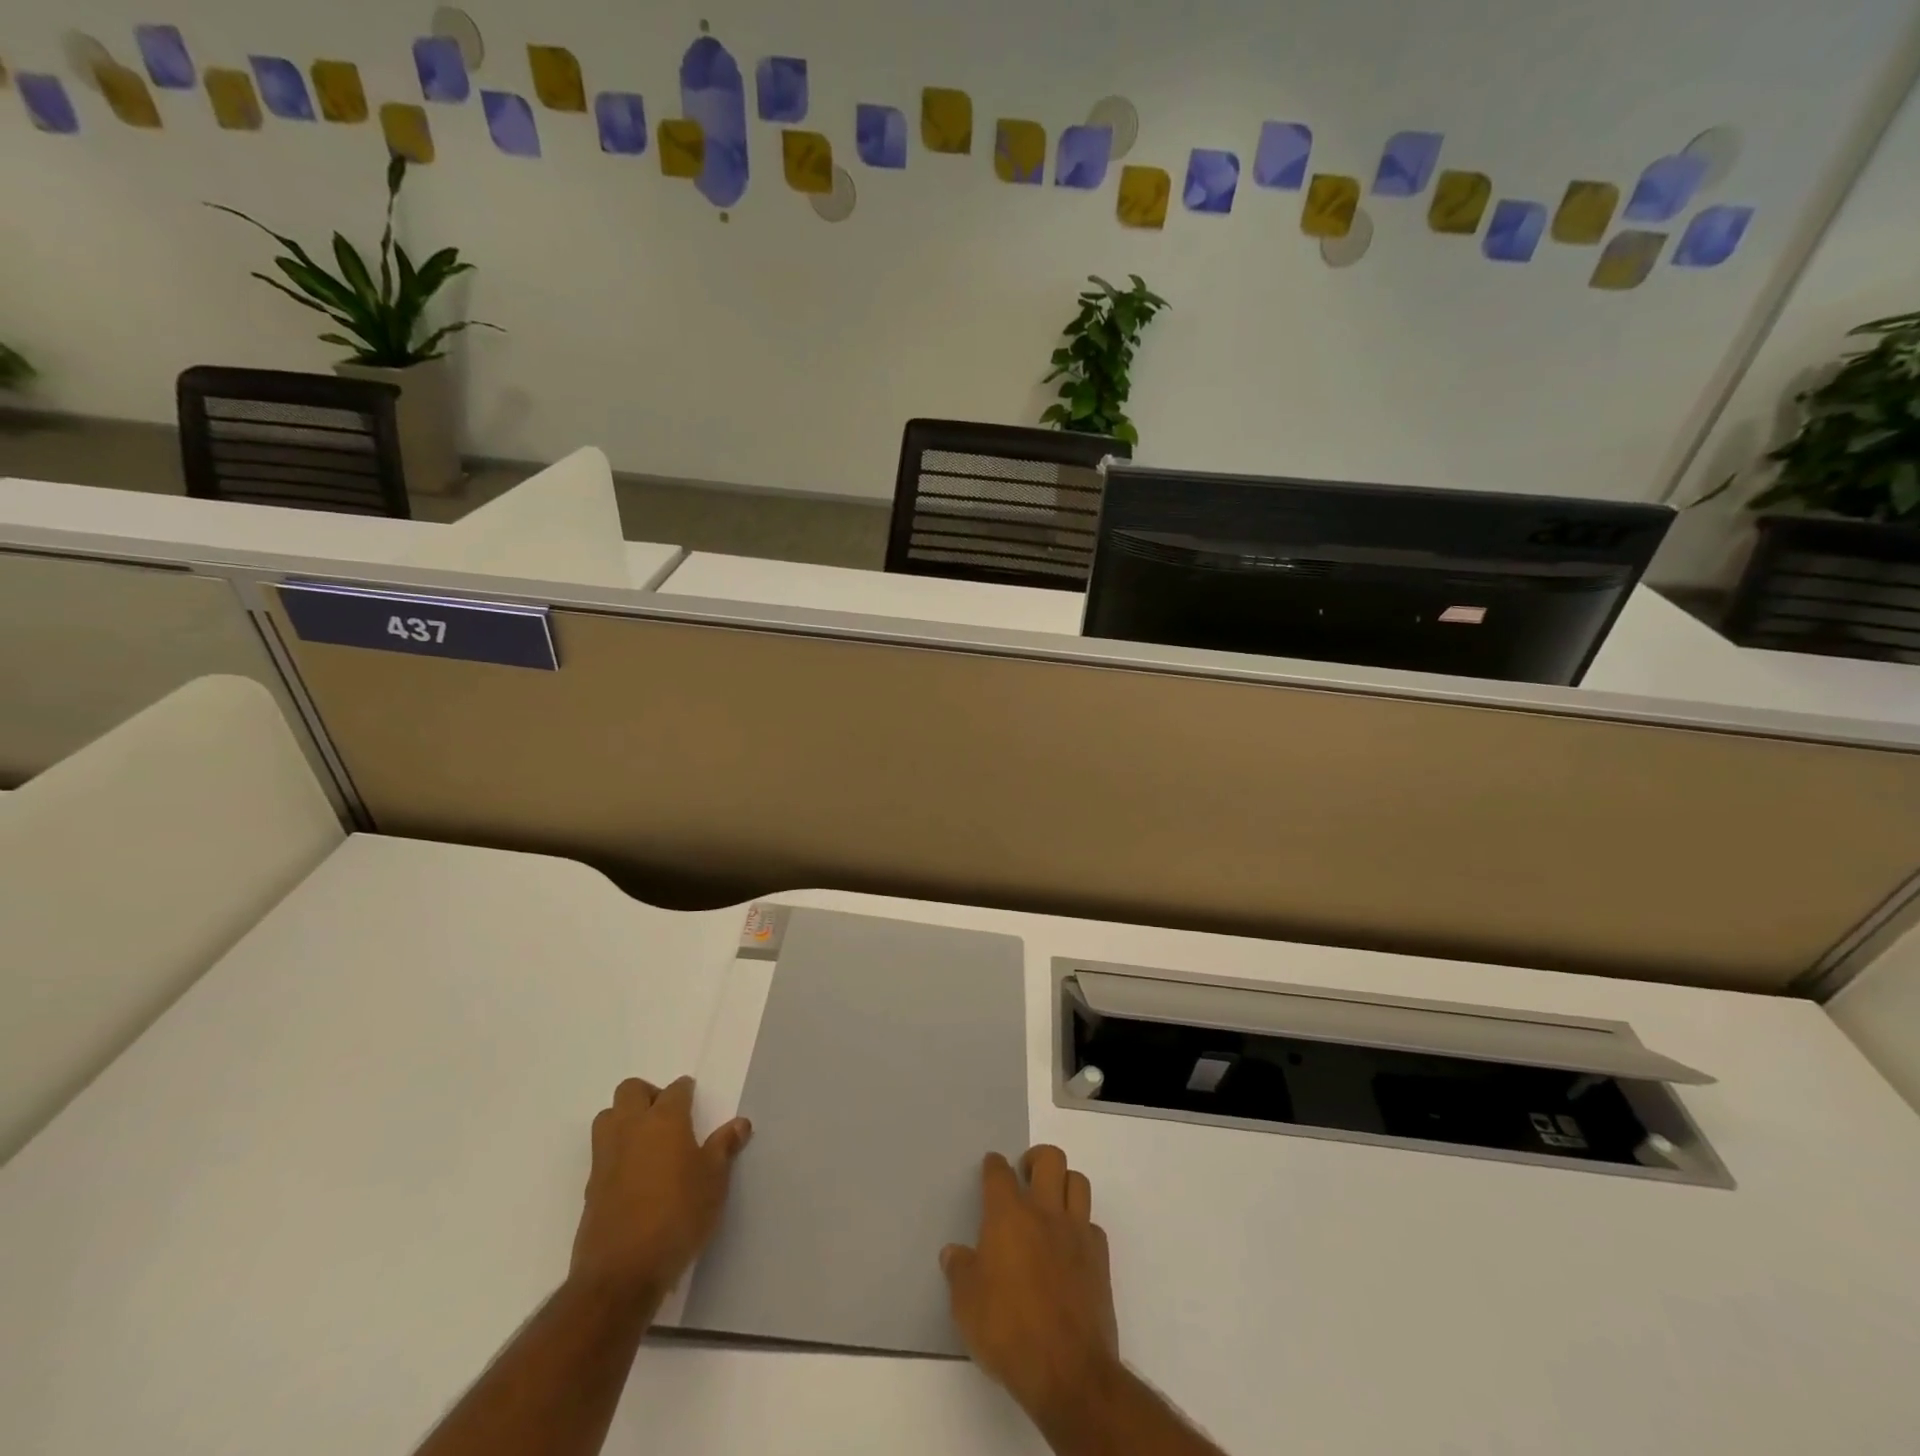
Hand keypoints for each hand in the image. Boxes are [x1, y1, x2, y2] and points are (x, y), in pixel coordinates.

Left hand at [569, 1076, 751, 1306]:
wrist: (622, 1273)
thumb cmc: (678, 1216)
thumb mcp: (714, 1182)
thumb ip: (724, 1147)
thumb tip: (740, 1123)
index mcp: (664, 1120)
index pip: (675, 1089)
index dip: (686, 1092)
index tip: (695, 1102)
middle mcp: (631, 1128)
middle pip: (631, 1090)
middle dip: (648, 1094)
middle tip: (668, 1117)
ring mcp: (606, 1157)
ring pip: (608, 1117)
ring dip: (624, 1119)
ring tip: (647, 1142)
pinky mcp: (591, 1187)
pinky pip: (602, 1153)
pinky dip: (616, 1153)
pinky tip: (635, 1176)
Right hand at [941, 1146, 1119, 1428]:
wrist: (1068, 1371)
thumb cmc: (1008, 1331)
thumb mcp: (966, 1305)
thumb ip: (960, 1272)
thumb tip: (953, 1253)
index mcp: (1008, 1215)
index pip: (999, 1172)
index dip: (993, 1166)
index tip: (991, 1169)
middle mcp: (1045, 1212)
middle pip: (1050, 1158)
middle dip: (1036, 1159)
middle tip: (1025, 1177)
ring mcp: (1077, 1233)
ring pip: (1078, 1182)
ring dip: (1064, 1185)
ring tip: (1050, 1204)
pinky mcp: (1100, 1259)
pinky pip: (1092, 1225)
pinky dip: (1081, 1227)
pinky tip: (1070, 1248)